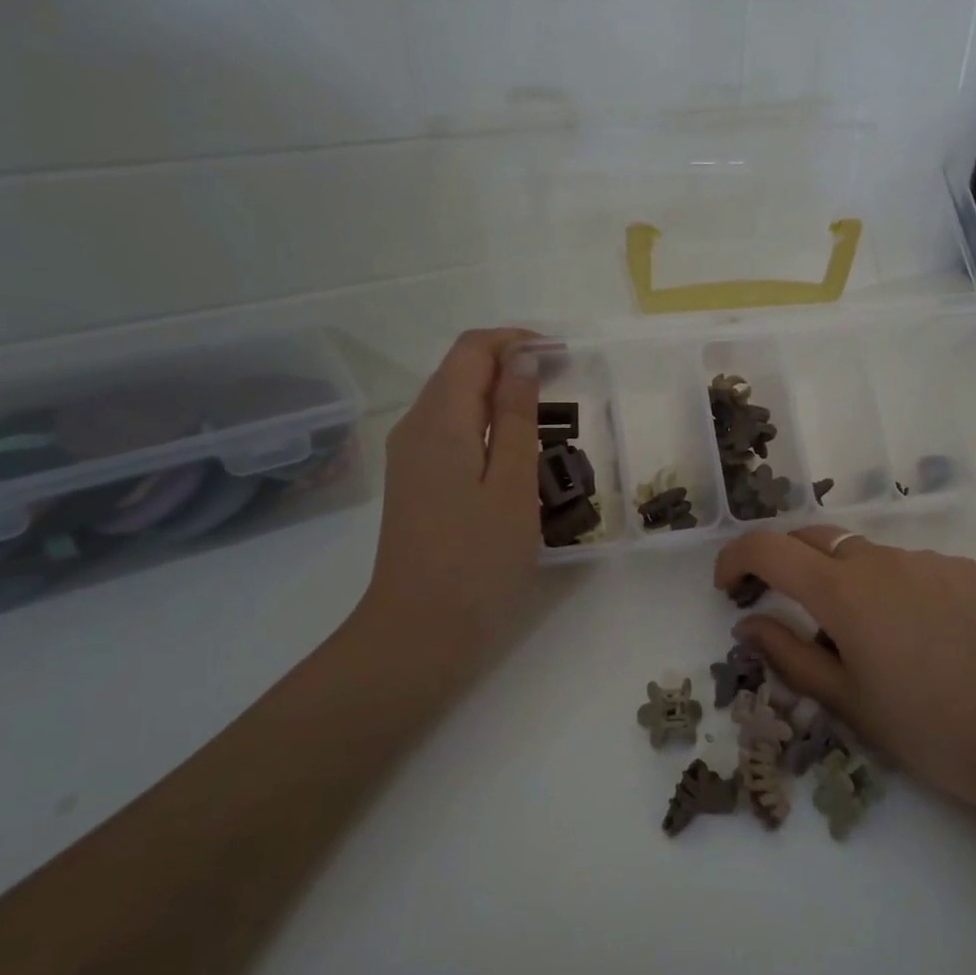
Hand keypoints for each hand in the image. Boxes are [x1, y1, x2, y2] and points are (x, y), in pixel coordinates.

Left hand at [353, 329, 542, 688]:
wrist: (420, 633)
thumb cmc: (477, 560)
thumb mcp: (512, 484)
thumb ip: (515, 416)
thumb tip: (520, 358)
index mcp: (438, 420)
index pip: (471, 349)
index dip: (516, 341)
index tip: (563, 356)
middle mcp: (415, 428)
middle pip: (460, 370)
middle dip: (511, 365)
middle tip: (565, 386)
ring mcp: (410, 458)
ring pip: (455, 402)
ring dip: (500, 396)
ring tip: (549, 419)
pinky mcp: (416, 484)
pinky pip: (452, 434)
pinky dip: (486, 427)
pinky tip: (517, 454)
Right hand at [714, 528, 975, 813]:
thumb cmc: (922, 728)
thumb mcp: (843, 699)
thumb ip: (786, 653)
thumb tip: (747, 624)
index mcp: (843, 591)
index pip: (768, 548)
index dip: (736, 558)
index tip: (728, 586)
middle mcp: (882, 559)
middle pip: (815, 538)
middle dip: (787, 563)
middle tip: (786, 607)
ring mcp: (929, 559)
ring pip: (866, 555)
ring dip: (846, 580)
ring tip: (869, 636)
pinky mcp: (966, 569)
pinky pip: (912, 567)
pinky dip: (895, 588)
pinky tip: (919, 634)